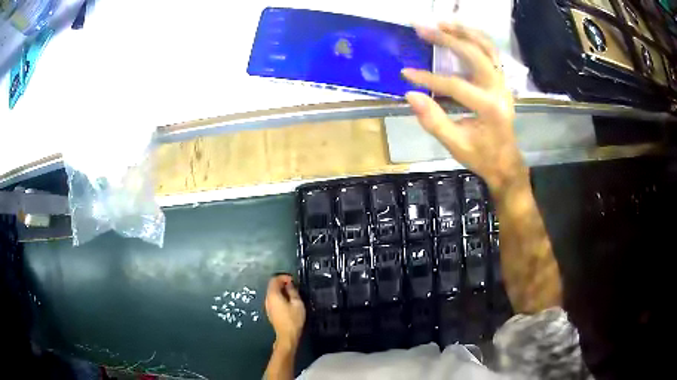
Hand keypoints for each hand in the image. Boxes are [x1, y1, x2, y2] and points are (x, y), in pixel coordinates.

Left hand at [265, 275, 305, 348]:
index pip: (274, 280)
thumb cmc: (293, 319)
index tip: (293, 280)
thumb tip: (289, 284)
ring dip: (281, 290)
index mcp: (273, 295)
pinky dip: (279, 297)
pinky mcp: (270, 311)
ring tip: (292, 294)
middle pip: (272, 286)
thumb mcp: (297, 303)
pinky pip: (273, 299)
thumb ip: (293, 291)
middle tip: (293, 286)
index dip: (283, 277)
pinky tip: (288, 302)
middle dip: (282, 283)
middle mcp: (267, 299)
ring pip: (272, 293)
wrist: (287, 336)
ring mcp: (267, 306)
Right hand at [402, 23, 526, 191]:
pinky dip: (475, 39)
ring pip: (487, 48)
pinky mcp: (501, 81)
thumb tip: (411, 95)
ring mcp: (503, 83)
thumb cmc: (482, 157)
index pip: (456, 85)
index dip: (429, 78)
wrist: (506, 162)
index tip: (405, 73)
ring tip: (441, 22)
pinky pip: (490, 53)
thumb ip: (433, 120)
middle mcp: (500, 90)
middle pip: (475, 55)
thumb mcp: (455, 145)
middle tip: (422, 28)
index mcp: (490, 108)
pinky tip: (460, 32)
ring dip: (464, 32)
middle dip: (448, 39)